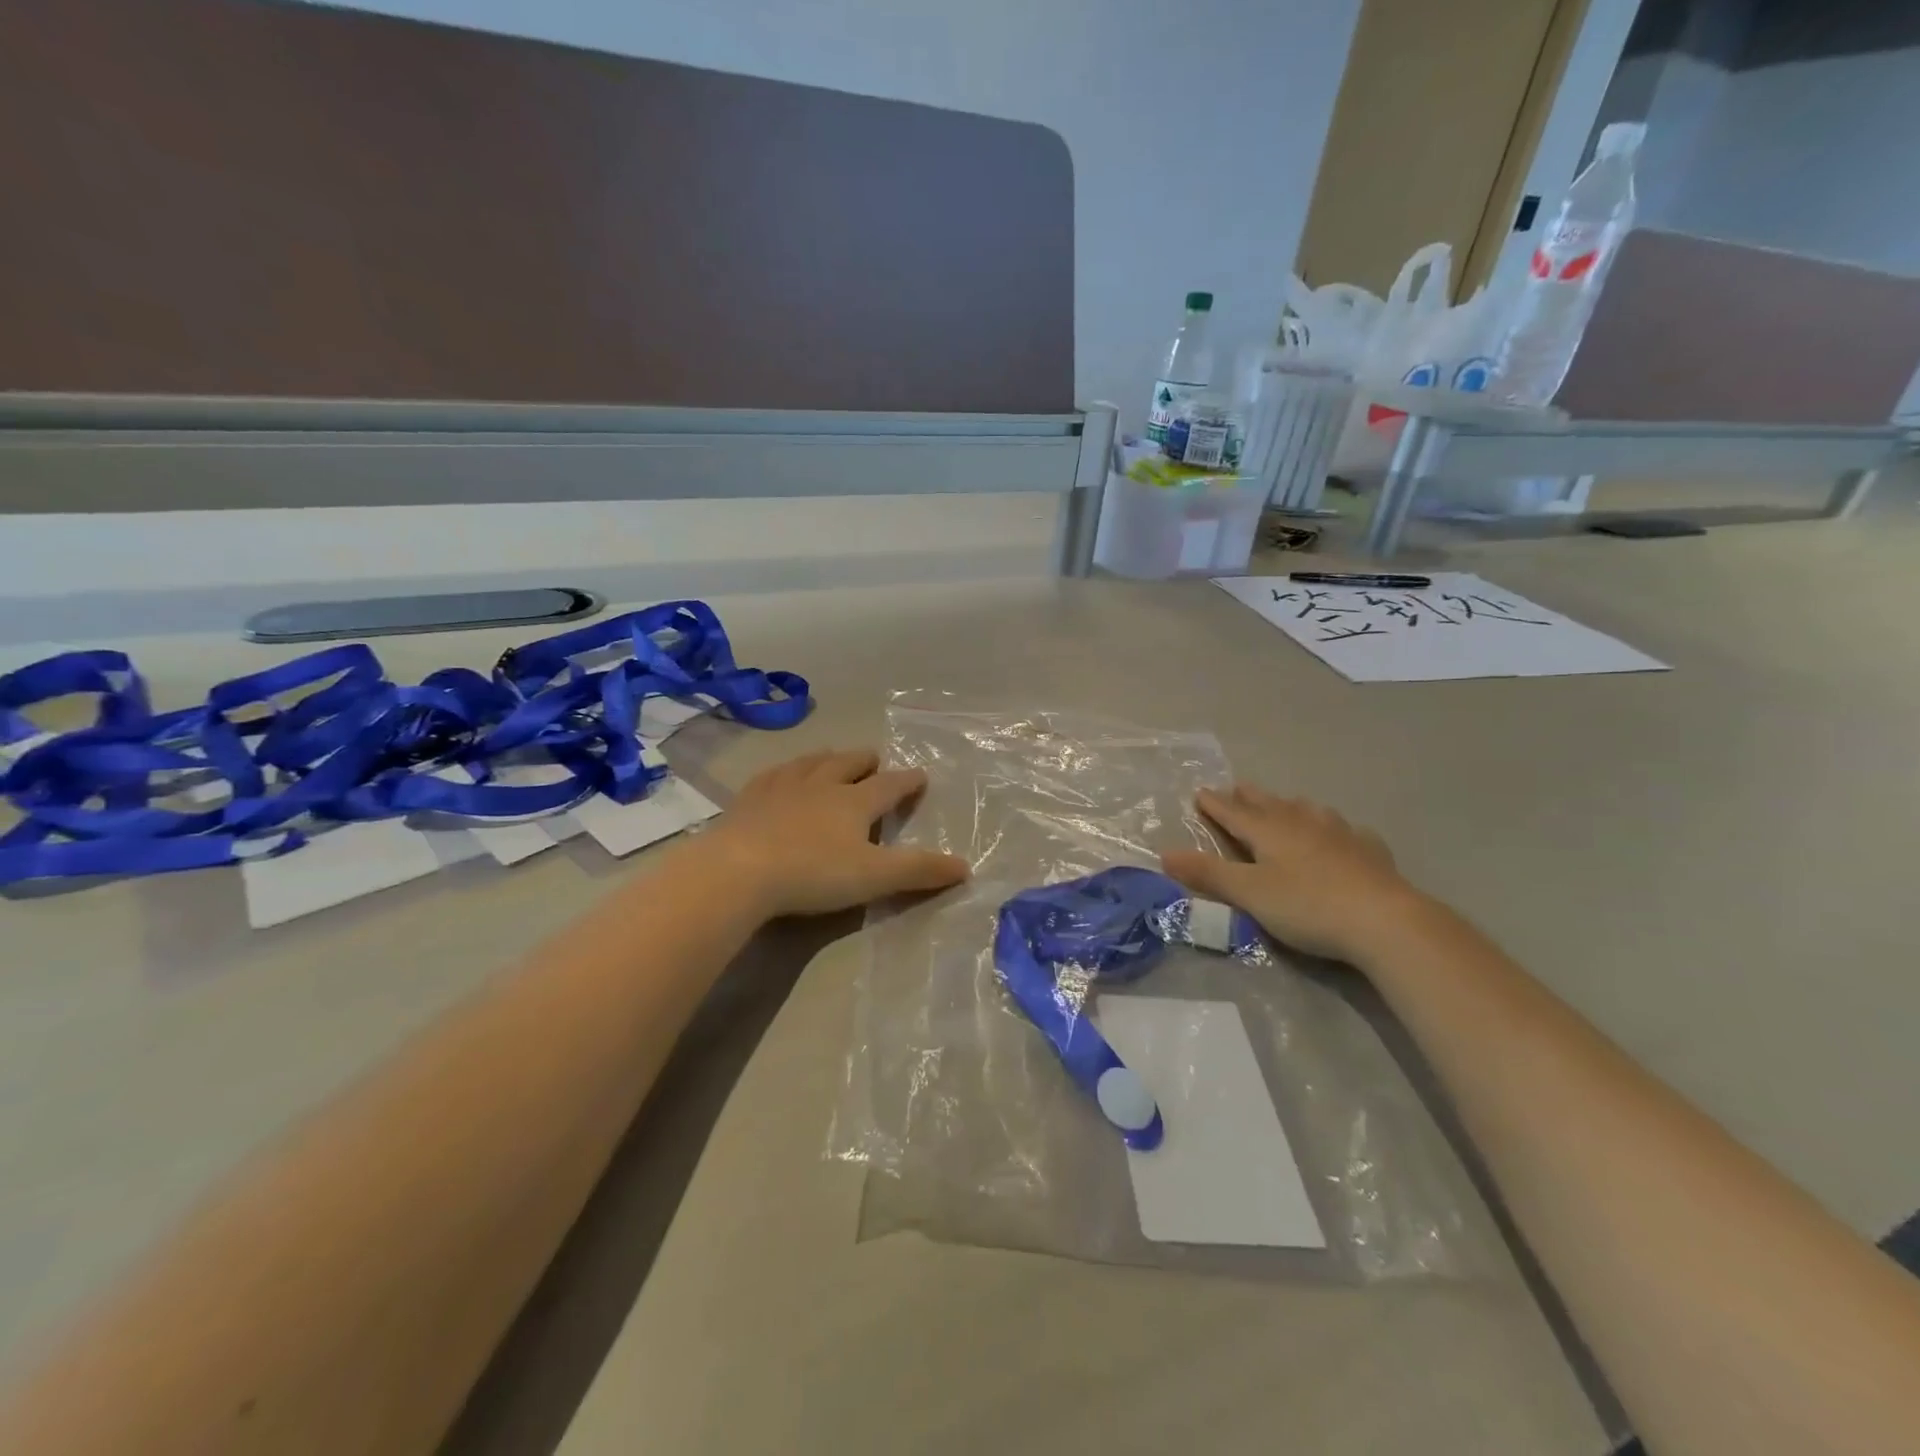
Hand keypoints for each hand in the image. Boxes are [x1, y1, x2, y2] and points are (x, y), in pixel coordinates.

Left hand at [702, 748, 969, 918]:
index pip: (889, 785)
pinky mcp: (748, 799)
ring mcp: (781, 787)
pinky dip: (784, 771)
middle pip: (848, 764)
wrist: (740, 870)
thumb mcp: (875, 877)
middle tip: (874, 759)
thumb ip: (919, 871)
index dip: (908, 781)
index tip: (921, 775)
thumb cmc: (814, 873)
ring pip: (810, 763)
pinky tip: (779, 776)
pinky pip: (772, 775)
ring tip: (830, 757)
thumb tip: (966, 867)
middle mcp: (821, 784)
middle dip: (865, 761)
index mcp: (854, 802)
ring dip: (826, 759)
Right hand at [1162, 784, 1422, 963]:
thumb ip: (1208, 874)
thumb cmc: (1307, 906)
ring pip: (1308, 811)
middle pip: (1270, 805)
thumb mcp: (1249, 894)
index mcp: (1269, 831)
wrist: (1384, 920)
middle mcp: (1302, 823)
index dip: (1215, 804)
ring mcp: (1340, 834)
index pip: (1234, 812)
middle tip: (1237, 788)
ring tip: (1286, 804)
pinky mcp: (1369, 852)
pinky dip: (1333, 828)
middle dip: (1250, 797)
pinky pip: (1346, 830)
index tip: (1200, 792)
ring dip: (1290, 806)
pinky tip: (1341, 834)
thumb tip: (1164, 854)